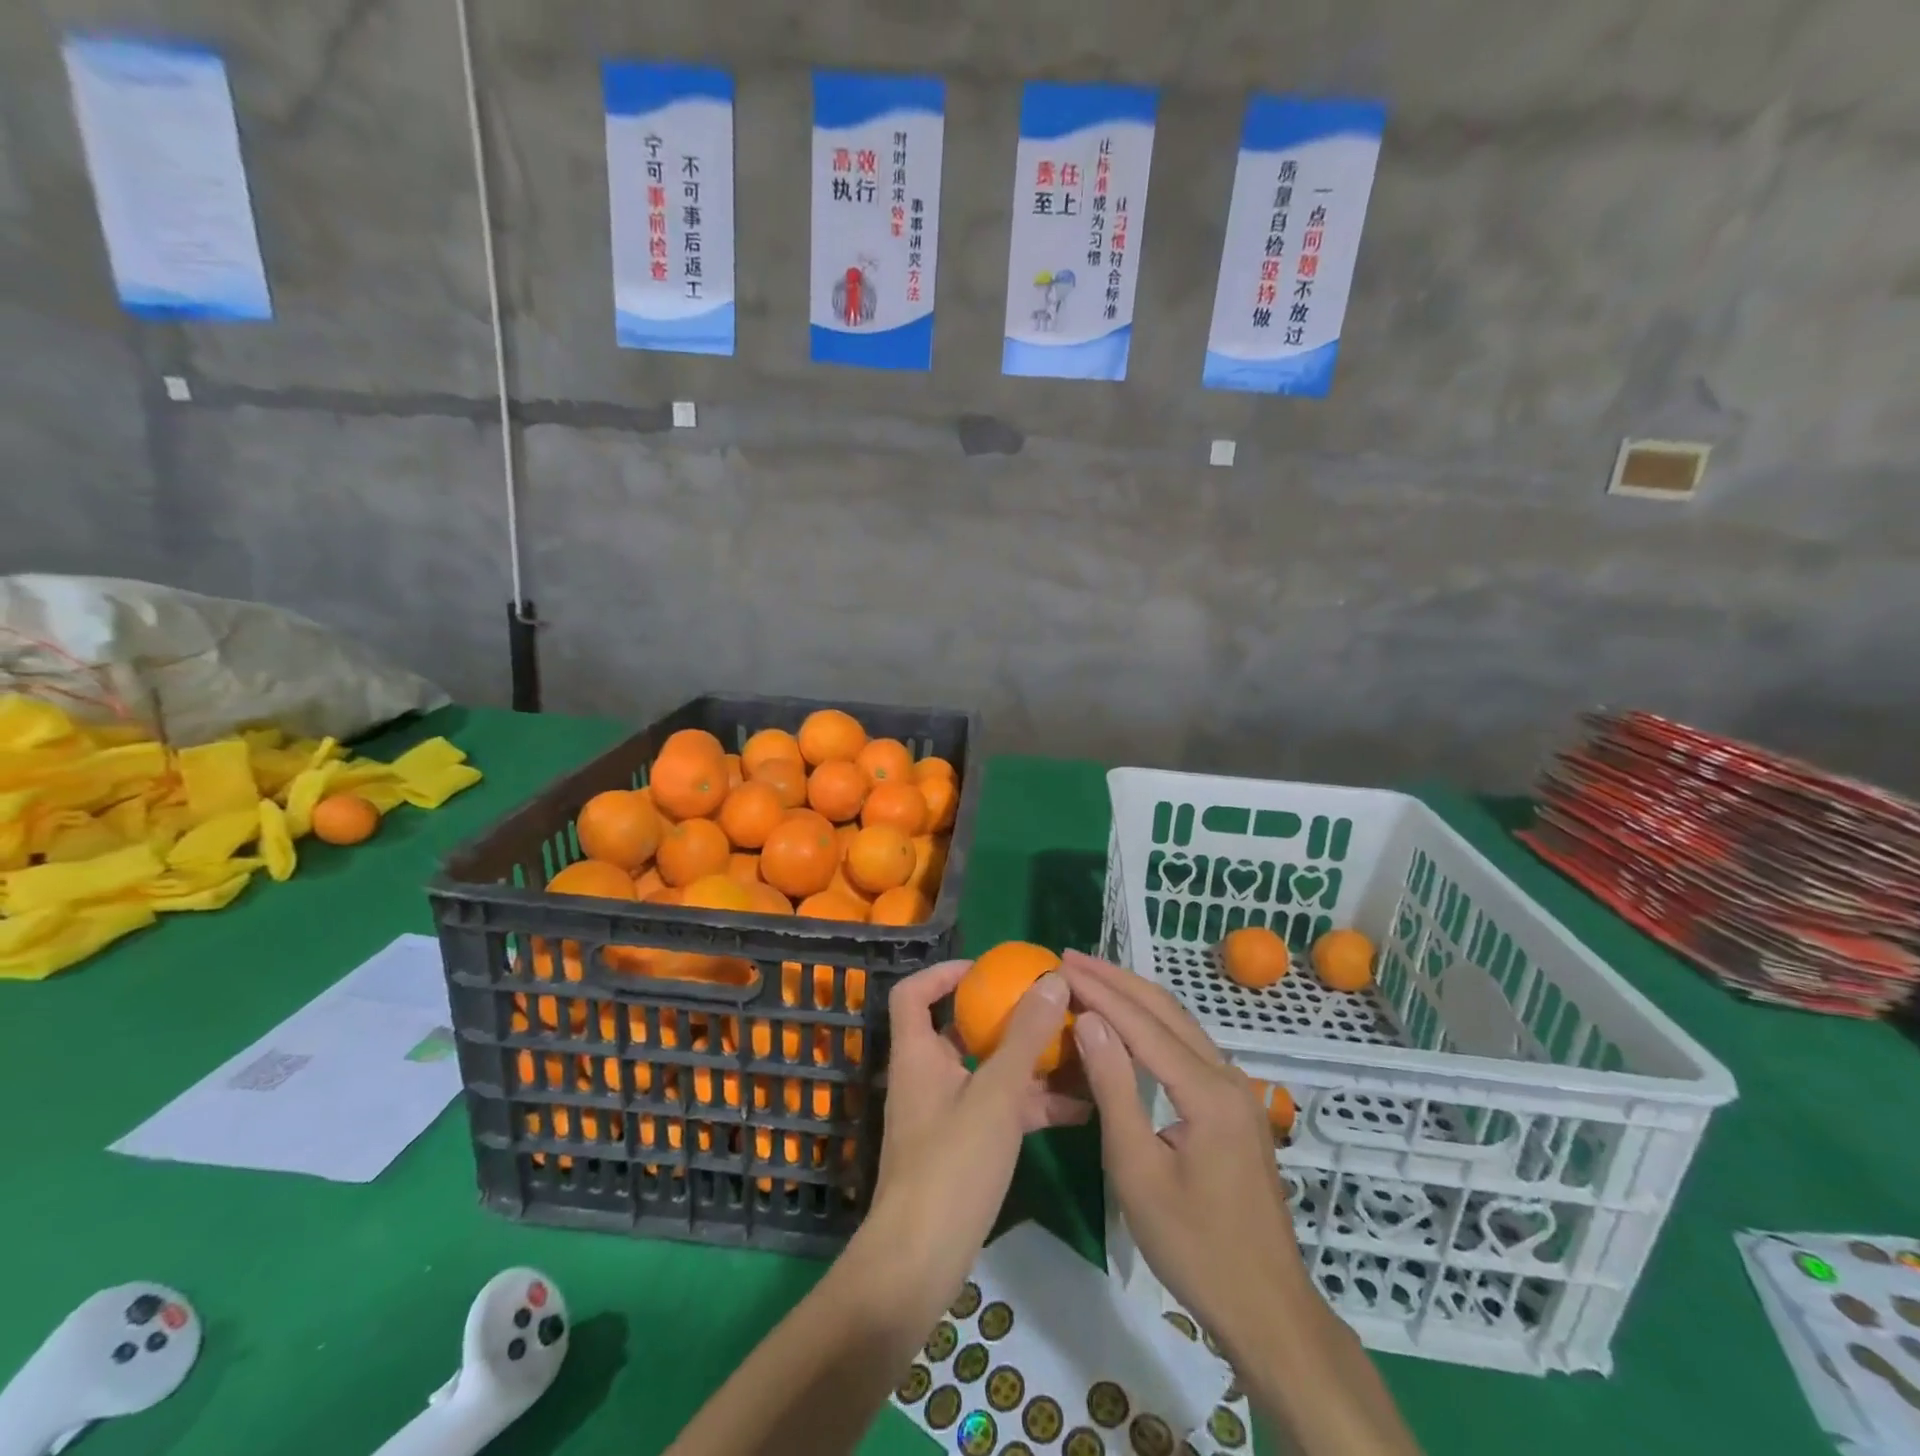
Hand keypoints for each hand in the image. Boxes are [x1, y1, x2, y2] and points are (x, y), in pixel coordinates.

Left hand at [860, 960, 1087, 1322]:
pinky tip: (1082, 1108)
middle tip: (1050, 1009)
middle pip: (962, 1032)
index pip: (914, 993)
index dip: (943, 973)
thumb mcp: (996, 1094)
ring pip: (990, 1074)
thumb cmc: (952, 1164)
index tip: (987, 970)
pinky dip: (1034, 1105)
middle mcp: (928, 1077)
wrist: (920, 1261)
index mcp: (918, 1054)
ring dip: (1031, 1065)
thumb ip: (1025, 1037)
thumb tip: (1051, 979)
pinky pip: (1002, 1111)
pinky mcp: (965, 1149)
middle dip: (1007, 1020)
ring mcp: (947, 1115)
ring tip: (1081, 1054)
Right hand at [1059, 949, 1309, 1359]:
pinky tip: (1130, 1025)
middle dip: (1117, 979)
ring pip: (1181, 1025)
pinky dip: (1153, 1025)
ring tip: (1093, 979)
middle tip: (1072, 959)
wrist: (1267, 1309)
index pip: (1143, 1023)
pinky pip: (1189, 1048)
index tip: (1062, 965)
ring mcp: (1237, 1091)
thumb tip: (1089, 1020)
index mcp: (1207, 1090)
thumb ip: (1114, 1088)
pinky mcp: (1235, 1107)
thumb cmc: (1194, 1246)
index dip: (1100, 990)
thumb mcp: (1138, 1170)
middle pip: (1167, 1010)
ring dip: (1135, 997)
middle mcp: (1228, 1076)